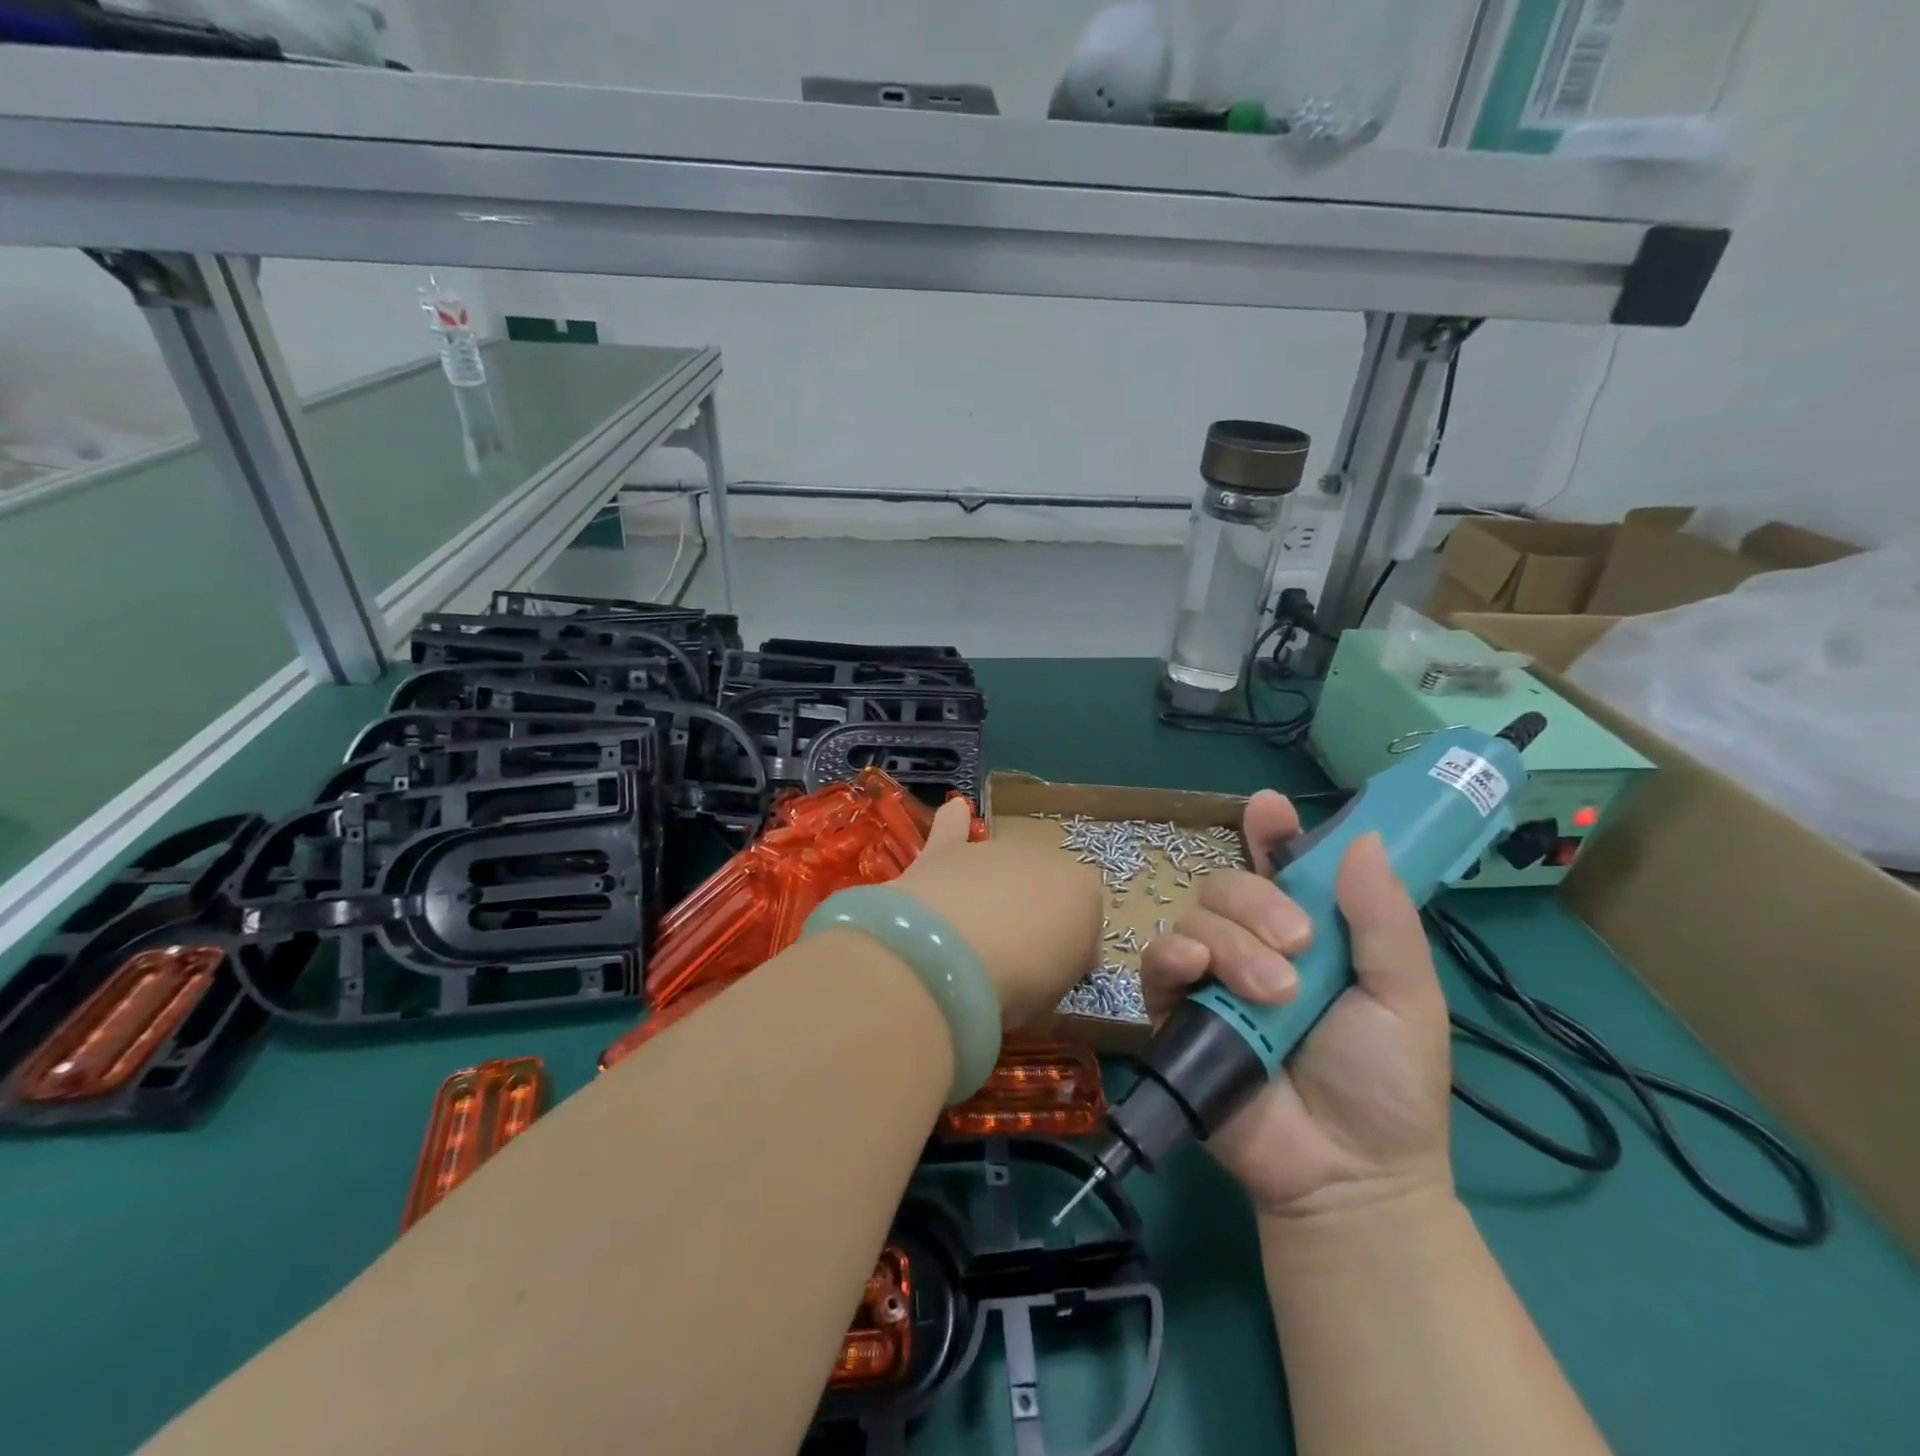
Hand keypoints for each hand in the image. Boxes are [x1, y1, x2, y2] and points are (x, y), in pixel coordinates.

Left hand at [897, 799, 1101, 1026]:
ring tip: (970, 932)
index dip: (1070, 948)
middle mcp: (1042, 858)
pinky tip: (954, 812)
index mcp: (1082, 892)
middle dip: (1029, 914)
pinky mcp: (945, 851)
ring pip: (999, 867)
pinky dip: (953, 823)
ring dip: (992, 889)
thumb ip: (1059, 967)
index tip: (1052, 974)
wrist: (954, 954)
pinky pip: (953, 826)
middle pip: (1040, 888)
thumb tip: (1050, 961)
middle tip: (1009, 957)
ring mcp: (992, 851)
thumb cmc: (1019, 982)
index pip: (1085, 918)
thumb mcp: (1057, 992)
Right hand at [1139, 791, 1452, 1220]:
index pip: (1280, 865)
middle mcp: (1253, 943)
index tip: (1268, 808)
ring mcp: (1212, 976)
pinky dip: (1174, 954)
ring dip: (1233, 942)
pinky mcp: (1177, 1011)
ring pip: (1195, 917)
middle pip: (1228, 884)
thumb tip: (1362, 838)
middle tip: (1298, 945)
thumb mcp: (1407, 998)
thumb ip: (1383, 920)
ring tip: (1274, 994)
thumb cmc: (1387, 1084)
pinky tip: (1199, 969)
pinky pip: (1158, 961)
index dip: (1271, 833)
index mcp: (1308, 932)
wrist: (1347, 1174)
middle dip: (1257, 902)